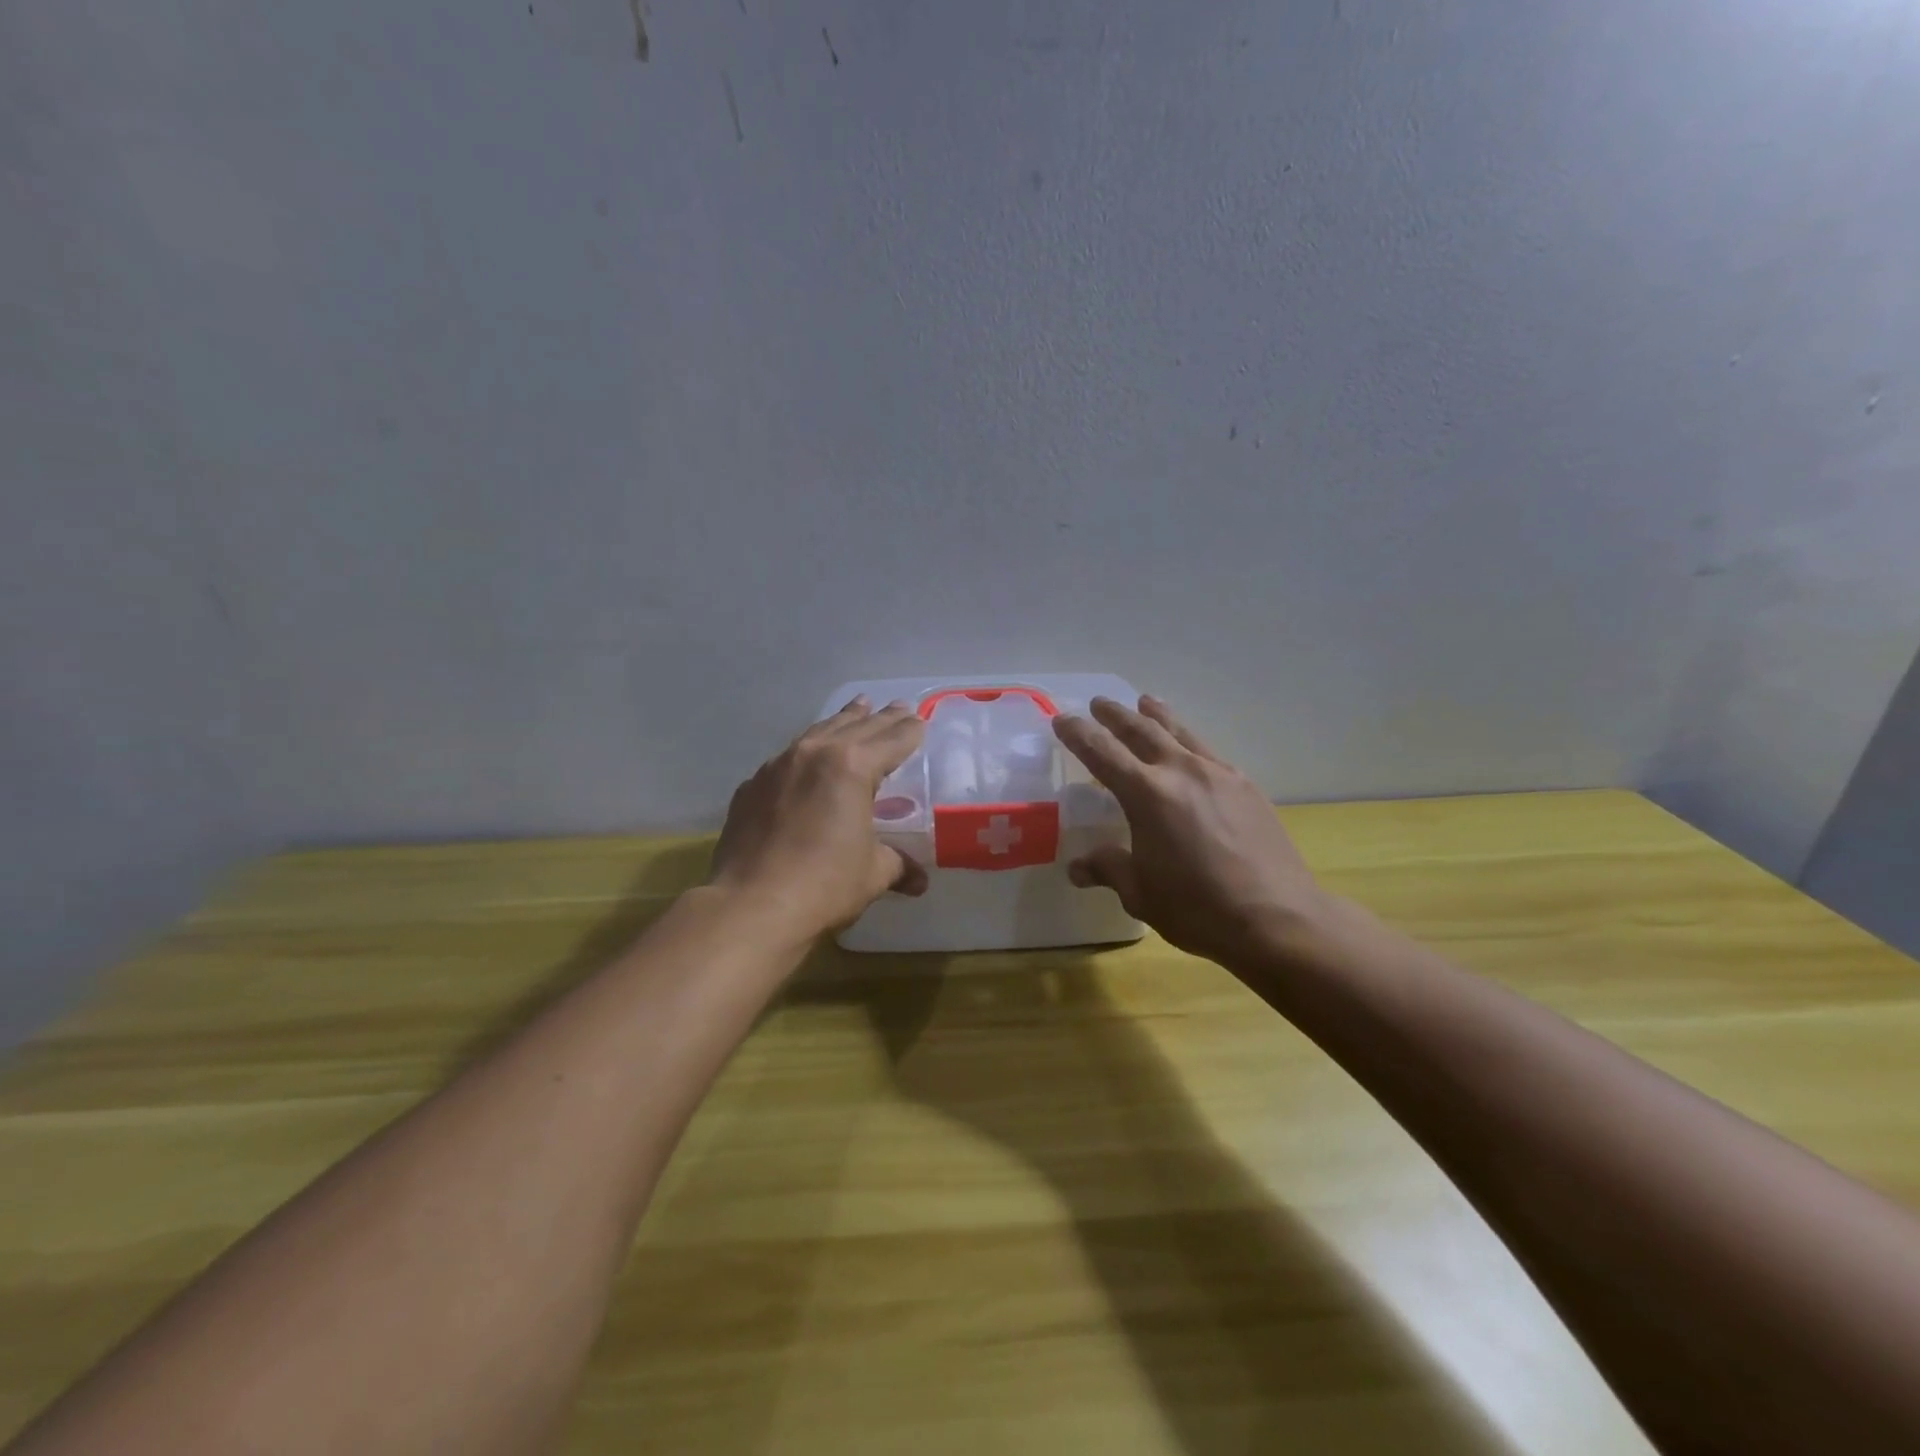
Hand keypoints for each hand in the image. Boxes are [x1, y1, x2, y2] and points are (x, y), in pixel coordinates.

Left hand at [709, 697, 928, 941]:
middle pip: (856, 726)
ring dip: (842, 721)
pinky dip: (806, 752)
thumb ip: (898, 865)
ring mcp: (777, 767)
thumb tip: (918, 881)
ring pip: (817, 732)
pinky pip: (787, 758)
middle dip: (881, 718)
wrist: (751, 906)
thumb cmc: (825, 885)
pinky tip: (808, 758)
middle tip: (899, 706)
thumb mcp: (873, 873)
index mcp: (852, 766)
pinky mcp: (751, 787)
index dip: (910, 731)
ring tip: (857, 708)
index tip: (921, 720)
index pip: (891, 740)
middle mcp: (815, 753)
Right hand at [1052, 695, 1329, 969]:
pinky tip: (1190, 751)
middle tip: (1099, 704)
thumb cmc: (1198, 908)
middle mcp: (1181, 771)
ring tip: (1146, 702)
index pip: (1102, 752)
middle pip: (1142, 730)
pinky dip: (1189, 741)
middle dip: (1116, 715)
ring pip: (1180, 732)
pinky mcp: (1246, 786)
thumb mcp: (1141, 893)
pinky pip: (1208, 752)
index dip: (1078, 734)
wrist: (1278, 918)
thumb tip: (1079, 868)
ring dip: (1158, 715)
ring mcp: (1219, 774)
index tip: (1062, 720)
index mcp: (1147, 794)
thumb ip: (1108, 869)